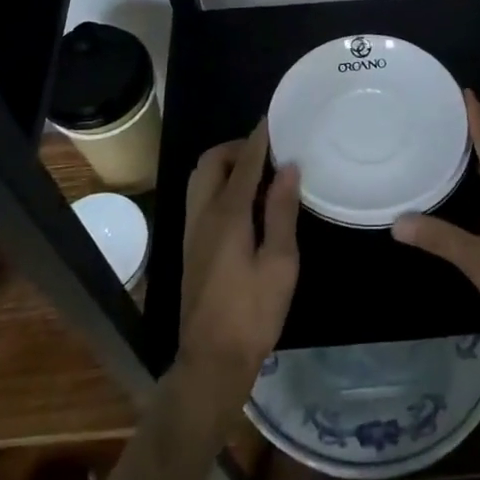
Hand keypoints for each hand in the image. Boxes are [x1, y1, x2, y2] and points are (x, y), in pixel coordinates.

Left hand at [176, 122, 299, 412]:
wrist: (211, 361)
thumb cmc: (253, 313)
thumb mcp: (280, 263)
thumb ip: (281, 212)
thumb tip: (288, 168)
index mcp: (227, 214)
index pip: (244, 161)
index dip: (259, 137)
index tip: (275, 118)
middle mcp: (203, 214)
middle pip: (212, 162)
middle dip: (238, 147)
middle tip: (268, 151)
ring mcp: (193, 230)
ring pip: (201, 178)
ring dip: (226, 165)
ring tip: (259, 174)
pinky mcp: (192, 246)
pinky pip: (201, 197)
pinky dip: (221, 184)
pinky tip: (246, 203)